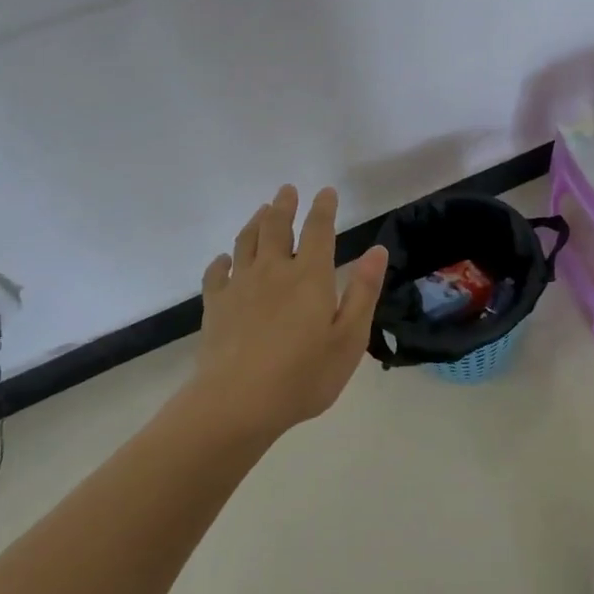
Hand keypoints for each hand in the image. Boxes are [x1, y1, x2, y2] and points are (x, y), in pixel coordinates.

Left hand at [192, 184, 389, 437]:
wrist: (237, 403)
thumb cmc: (304, 375)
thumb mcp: (349, 338)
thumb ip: (363, 292)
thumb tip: (376, 250)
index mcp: (310, 276)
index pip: (317, 230)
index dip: (323, 208)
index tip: (325, 191)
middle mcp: (273, 271)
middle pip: (276, 226)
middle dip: (284, 205)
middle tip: (287, 190)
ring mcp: (240, 286)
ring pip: (245, 242)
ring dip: (255, 222)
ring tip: (261, 210)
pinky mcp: (216, 306)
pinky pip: (216, 273)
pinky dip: (222, 261)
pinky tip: (224, 260)